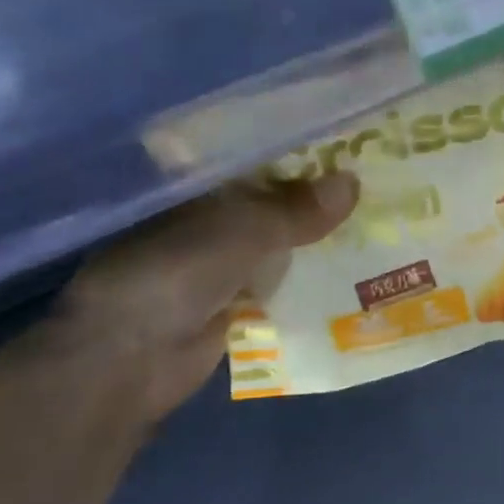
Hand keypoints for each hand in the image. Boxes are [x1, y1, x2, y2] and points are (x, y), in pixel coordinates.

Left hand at [50, 173, 357, 420]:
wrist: (131, 360)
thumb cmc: (174, 274)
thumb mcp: (241, 231)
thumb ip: (297, 209)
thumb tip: (353, 182)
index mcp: (194, 186)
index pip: (254, 157)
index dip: (297, 151)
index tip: (344, 143)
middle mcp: (204, 215)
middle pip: (270, 197)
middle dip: (314, 194)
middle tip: (370, 179)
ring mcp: (216, 259)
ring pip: (277, 238)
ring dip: (314, 235)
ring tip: (372, 217)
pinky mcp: (231, 298)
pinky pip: (278, 277)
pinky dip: (306, 272)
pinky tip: (350, 264)